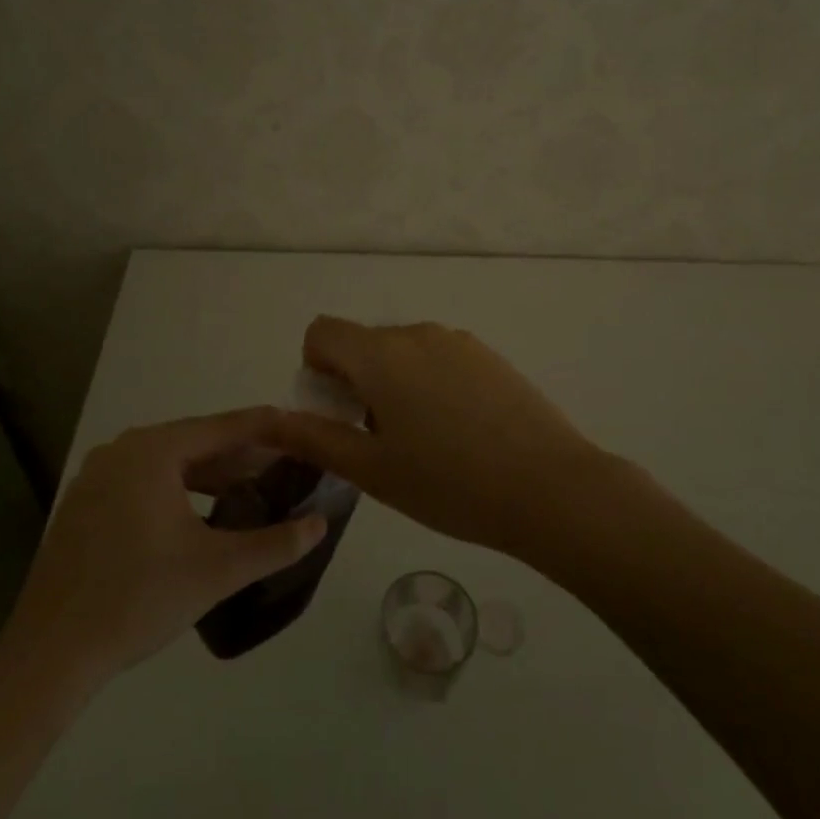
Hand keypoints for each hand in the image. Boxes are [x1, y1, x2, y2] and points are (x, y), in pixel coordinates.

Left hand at [0, 408, 325, 688]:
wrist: (50, 655)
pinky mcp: (83, 505)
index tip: (301, 427)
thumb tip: (320, 524)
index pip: (224, 427)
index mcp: (153, 450)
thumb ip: (275, 543)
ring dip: (210, 474)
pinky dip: (177, 490)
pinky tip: (198, 515)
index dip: (267, 428)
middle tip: (283, 465)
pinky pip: (143, 482)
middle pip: (195, 442)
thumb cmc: (138, 599)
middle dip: (241, 455)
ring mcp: (97, 476)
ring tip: (248, 490)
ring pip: (168, 463)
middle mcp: (122, 450)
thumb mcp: (218, 569)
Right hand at [271, 317, 612, 561]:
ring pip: (403, 352)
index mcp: (381, 354)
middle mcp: (417, 333)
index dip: (316, 368)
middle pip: (364, 342)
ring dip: (394, 384)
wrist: (550, 487)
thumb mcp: (372, 470)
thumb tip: (269, 421)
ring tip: (424, 442)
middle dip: (355, 382)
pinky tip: (460, 432)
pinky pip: (440, 358)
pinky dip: (430, 384)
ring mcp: (458, 341)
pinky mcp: (489, 355)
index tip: (337, 413)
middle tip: (378, 440)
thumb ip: (315, 439)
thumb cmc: (449, 484)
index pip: (322, 331)